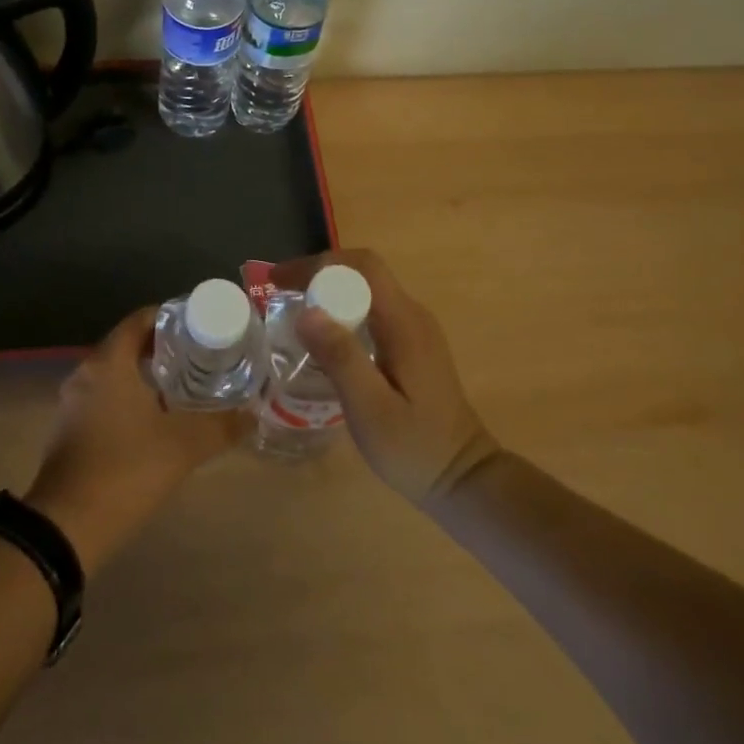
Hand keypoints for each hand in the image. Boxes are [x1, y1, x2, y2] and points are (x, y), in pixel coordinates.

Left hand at [24, 307, 248, 575]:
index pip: (139, 320)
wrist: (66, 528)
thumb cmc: (125, 470)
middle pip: (127, 345)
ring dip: (144, 377)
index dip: (170, 317)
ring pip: (114, 375)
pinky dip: (127, 400)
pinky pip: (102, 399)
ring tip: (183, 388)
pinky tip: (153, 422)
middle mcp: (85, 373)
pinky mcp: (68, 431)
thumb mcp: (183, 447)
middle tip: (199, 358)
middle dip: (162, 349)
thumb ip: (221, 426)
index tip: (199, 327)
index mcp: (109, 363)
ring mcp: (72, 404)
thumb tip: (253, 414)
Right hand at [268, 249, 499, 505]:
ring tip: (292, 310)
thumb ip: (341, 358)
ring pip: (367, 290)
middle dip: (318, 274)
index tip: (279, 281)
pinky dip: (342, 310)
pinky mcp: (412, 345)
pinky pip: (372, 310)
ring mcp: (415, 329)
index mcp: (404, 322)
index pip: (362, 267)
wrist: (464, 479)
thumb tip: (307, 312)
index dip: (318, 264)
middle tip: (279, 294)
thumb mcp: (371, 409)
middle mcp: (412, 315)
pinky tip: (322, 337)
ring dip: (329, 291)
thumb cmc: (415, 448)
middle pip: (363, 273)